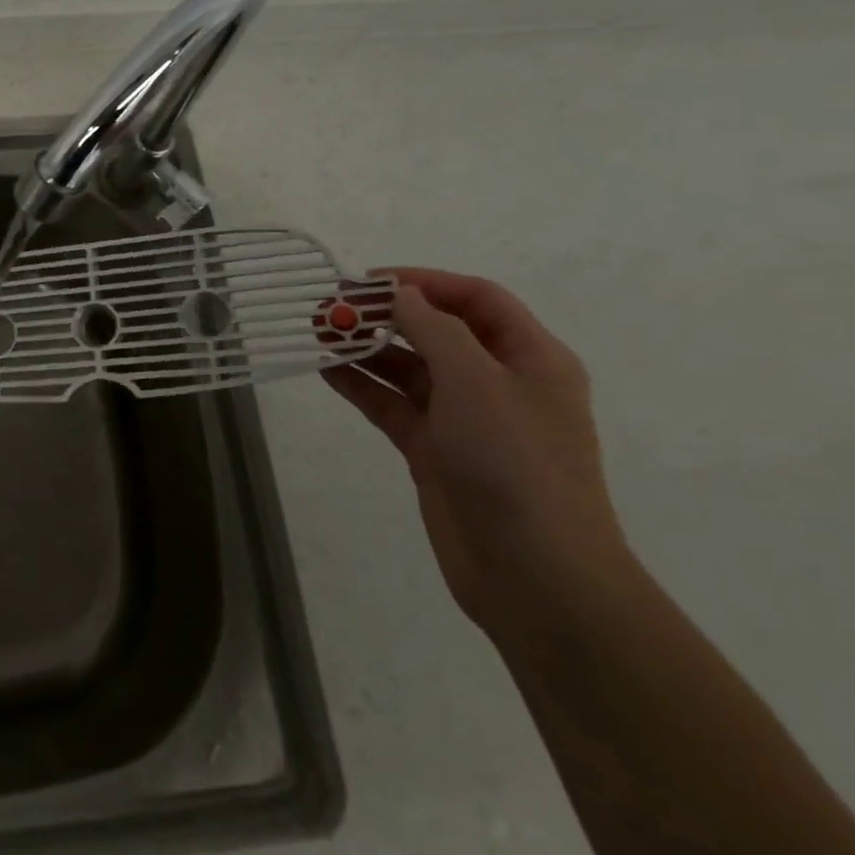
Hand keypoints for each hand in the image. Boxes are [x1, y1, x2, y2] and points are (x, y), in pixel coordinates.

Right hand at [322, 268, 633, 641]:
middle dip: (386, 314)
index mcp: (530, 358)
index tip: (366, 281)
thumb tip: (400, 293)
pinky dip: (361, 385)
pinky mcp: (435, 450)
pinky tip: (326, 370)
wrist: (535, 574)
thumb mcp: (476, 381)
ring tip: (318, 333)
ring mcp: (465, 419)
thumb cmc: (514, 463)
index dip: (423, 282)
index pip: (476, 298)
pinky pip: (393, 404)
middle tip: (331, 307)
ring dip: (367, 348)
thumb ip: (434, 329)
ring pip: (409, 368)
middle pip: (437, 330)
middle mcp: (499, 382)